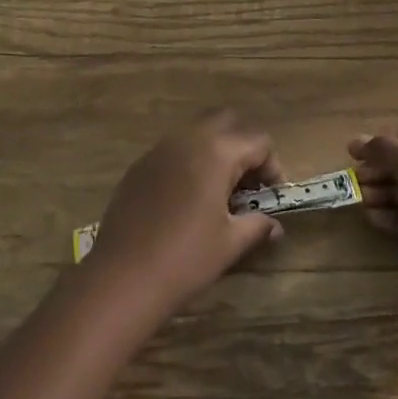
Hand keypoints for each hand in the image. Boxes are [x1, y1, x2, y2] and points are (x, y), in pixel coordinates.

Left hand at [82, 110, 285, 316]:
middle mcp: (188, 138)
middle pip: (226, 122)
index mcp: (216, 152)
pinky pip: (173, 151)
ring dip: (215, 153)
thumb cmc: (185, 259)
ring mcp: (160, 148)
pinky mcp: (140, 165)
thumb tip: (274, 225)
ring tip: (219, 194)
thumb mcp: (230, 244)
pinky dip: (189, 163)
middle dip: (243, 147)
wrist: (123, 276)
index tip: (273, 197)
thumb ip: (257, 226)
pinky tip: (186, 201)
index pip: (258, 142)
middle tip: (247, 185)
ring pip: (197, 133)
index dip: (273, 167)